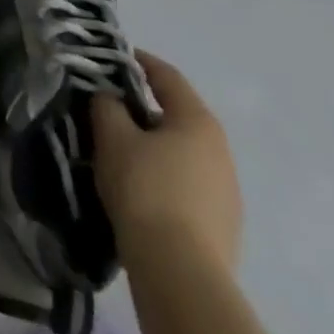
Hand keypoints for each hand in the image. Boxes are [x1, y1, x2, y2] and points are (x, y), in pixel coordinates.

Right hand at [92, 51, 241, 271]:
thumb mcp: (113, 136)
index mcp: (198, 121)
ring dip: (152, 146)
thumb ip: (106, 105)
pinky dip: (163, 177)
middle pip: (176, 116)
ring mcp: (227, 192)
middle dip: (140, 109)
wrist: (181, 275)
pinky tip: (139, 191)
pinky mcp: (222, 226)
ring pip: (181, 153)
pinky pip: (186, 185)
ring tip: (118, 152)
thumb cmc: (145, 189)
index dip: (138, 61)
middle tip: (106, 109)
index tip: (111, 59)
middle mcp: (221, 151)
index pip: (167, 76)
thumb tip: (108, 96)